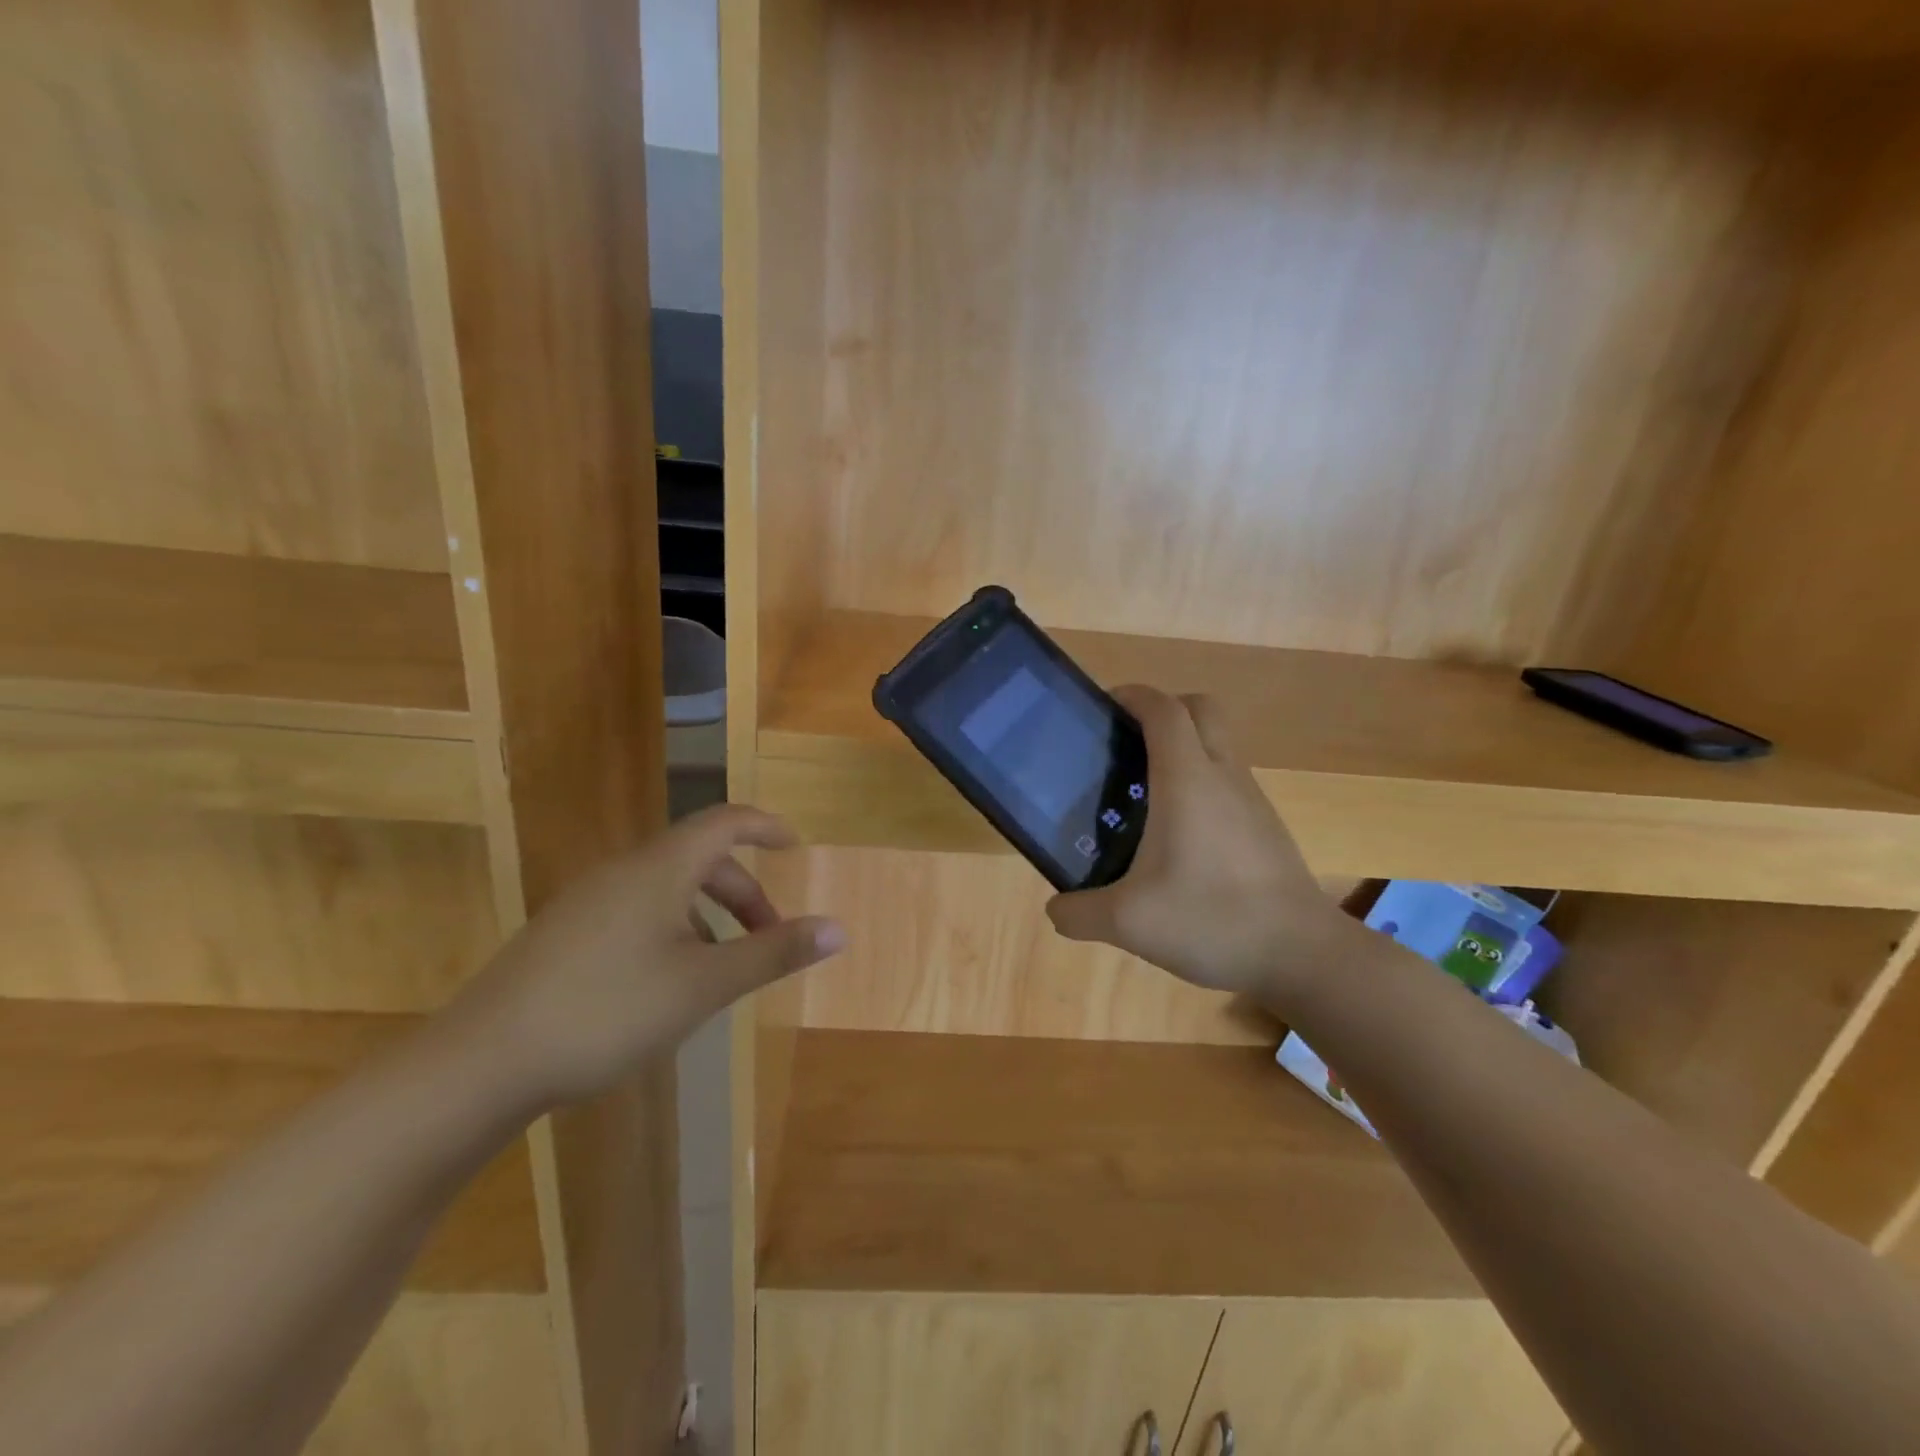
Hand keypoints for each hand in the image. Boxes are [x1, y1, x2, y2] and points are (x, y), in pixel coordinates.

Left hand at [449, 804, 844, 1109]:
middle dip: (742, 892)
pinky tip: (666, 984)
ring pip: (667, 889)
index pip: (725, 821)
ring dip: (708, 915)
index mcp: (660, 869)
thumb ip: (772, 953)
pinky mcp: (564, 933)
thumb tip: (838, 929)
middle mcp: (623, 871)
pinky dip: (672, 929)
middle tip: (769, 937)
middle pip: (699, 859)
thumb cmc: (607, 1011)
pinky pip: (636, 911)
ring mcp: (587, 902)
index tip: (794, 846)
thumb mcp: (704, 985)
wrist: (480, 1062)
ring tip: (722, 968)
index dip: (765, 826)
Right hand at [1046, 686, 1365, 1006]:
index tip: (1103, 706)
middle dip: (1163, 710)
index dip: (1132, 695)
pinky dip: (1201, 782)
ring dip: (1183, 747)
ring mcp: (1251, 799)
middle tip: (1126, 742)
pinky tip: (1178, 835)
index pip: (1164, 708)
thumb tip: (1057, 909)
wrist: (1301, 954)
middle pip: (1200, 709)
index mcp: (1187, 779)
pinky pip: (1228, 780)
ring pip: (1218, 744)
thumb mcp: (1128, 923)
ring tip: (1143, 792)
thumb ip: (1080, 913)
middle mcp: (1223, 775)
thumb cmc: (1212, 919)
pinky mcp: (1266, 825)